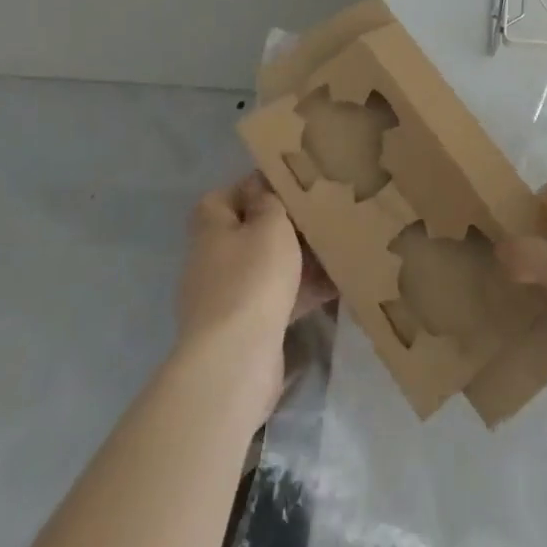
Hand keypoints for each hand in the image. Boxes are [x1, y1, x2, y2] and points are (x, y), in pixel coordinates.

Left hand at [173, 174, 334, 409]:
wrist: (236, 361)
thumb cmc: (252, 279)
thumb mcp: (269, 225)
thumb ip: (269, 201)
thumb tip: (261, 186)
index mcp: (211, 231)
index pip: (222, 198)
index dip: (252, 189)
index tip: (289, 186)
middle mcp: (212, 262)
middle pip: (248, 234)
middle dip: (283, 227)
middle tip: (319, 216)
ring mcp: (226, 298)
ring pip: (266, 268)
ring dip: (297, 261)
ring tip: (336, 248)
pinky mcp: (244, 329)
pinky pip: (277, 299)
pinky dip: (302, 292)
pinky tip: (336, 286)